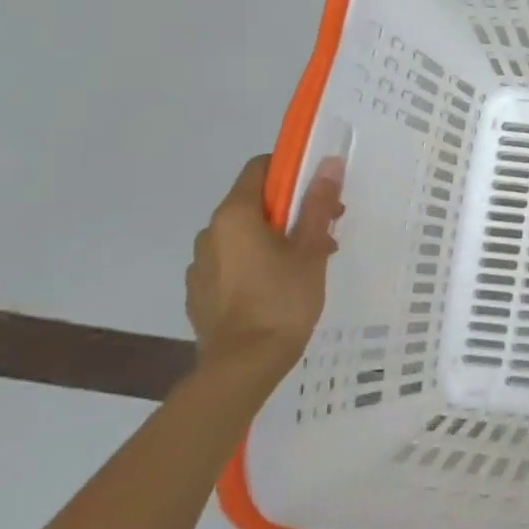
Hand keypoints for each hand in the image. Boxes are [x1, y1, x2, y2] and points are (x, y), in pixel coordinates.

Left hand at [186, 154, 344, 383]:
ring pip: (244, 235)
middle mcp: (210, 233)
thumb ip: (317, 204)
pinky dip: (256, 263)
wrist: (243, 366)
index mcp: (235, 215)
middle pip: (254, 203)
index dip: (291, 171)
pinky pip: (232, 262)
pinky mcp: (199, 293)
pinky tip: (279, 287)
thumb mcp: (310, 249)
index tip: (319, 190)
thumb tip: (328, 162)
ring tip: (306, 264)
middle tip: (325, 232)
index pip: (259, 168)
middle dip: (291, 210)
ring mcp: (200, 264)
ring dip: (275, 238)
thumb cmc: (282, 300)